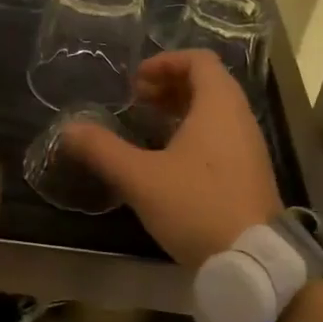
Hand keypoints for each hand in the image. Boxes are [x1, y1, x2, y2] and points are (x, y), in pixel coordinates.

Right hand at [63, 51, 283, 269]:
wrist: (253, 261)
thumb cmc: (196, 206)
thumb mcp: (140, 178)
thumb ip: (103, 150)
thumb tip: (69, 130)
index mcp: (218, 106)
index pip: (199, 60)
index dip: (165, 62)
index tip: (136, 81)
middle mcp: (240, 118)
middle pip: (207, 83)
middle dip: (169, 85)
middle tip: (137, 101)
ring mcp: (250, 146)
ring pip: (216, 111)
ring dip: (181, 109)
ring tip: (149, 126)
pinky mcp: (250, 172)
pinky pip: (222, 134)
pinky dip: (195, 132)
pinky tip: (170, 159)